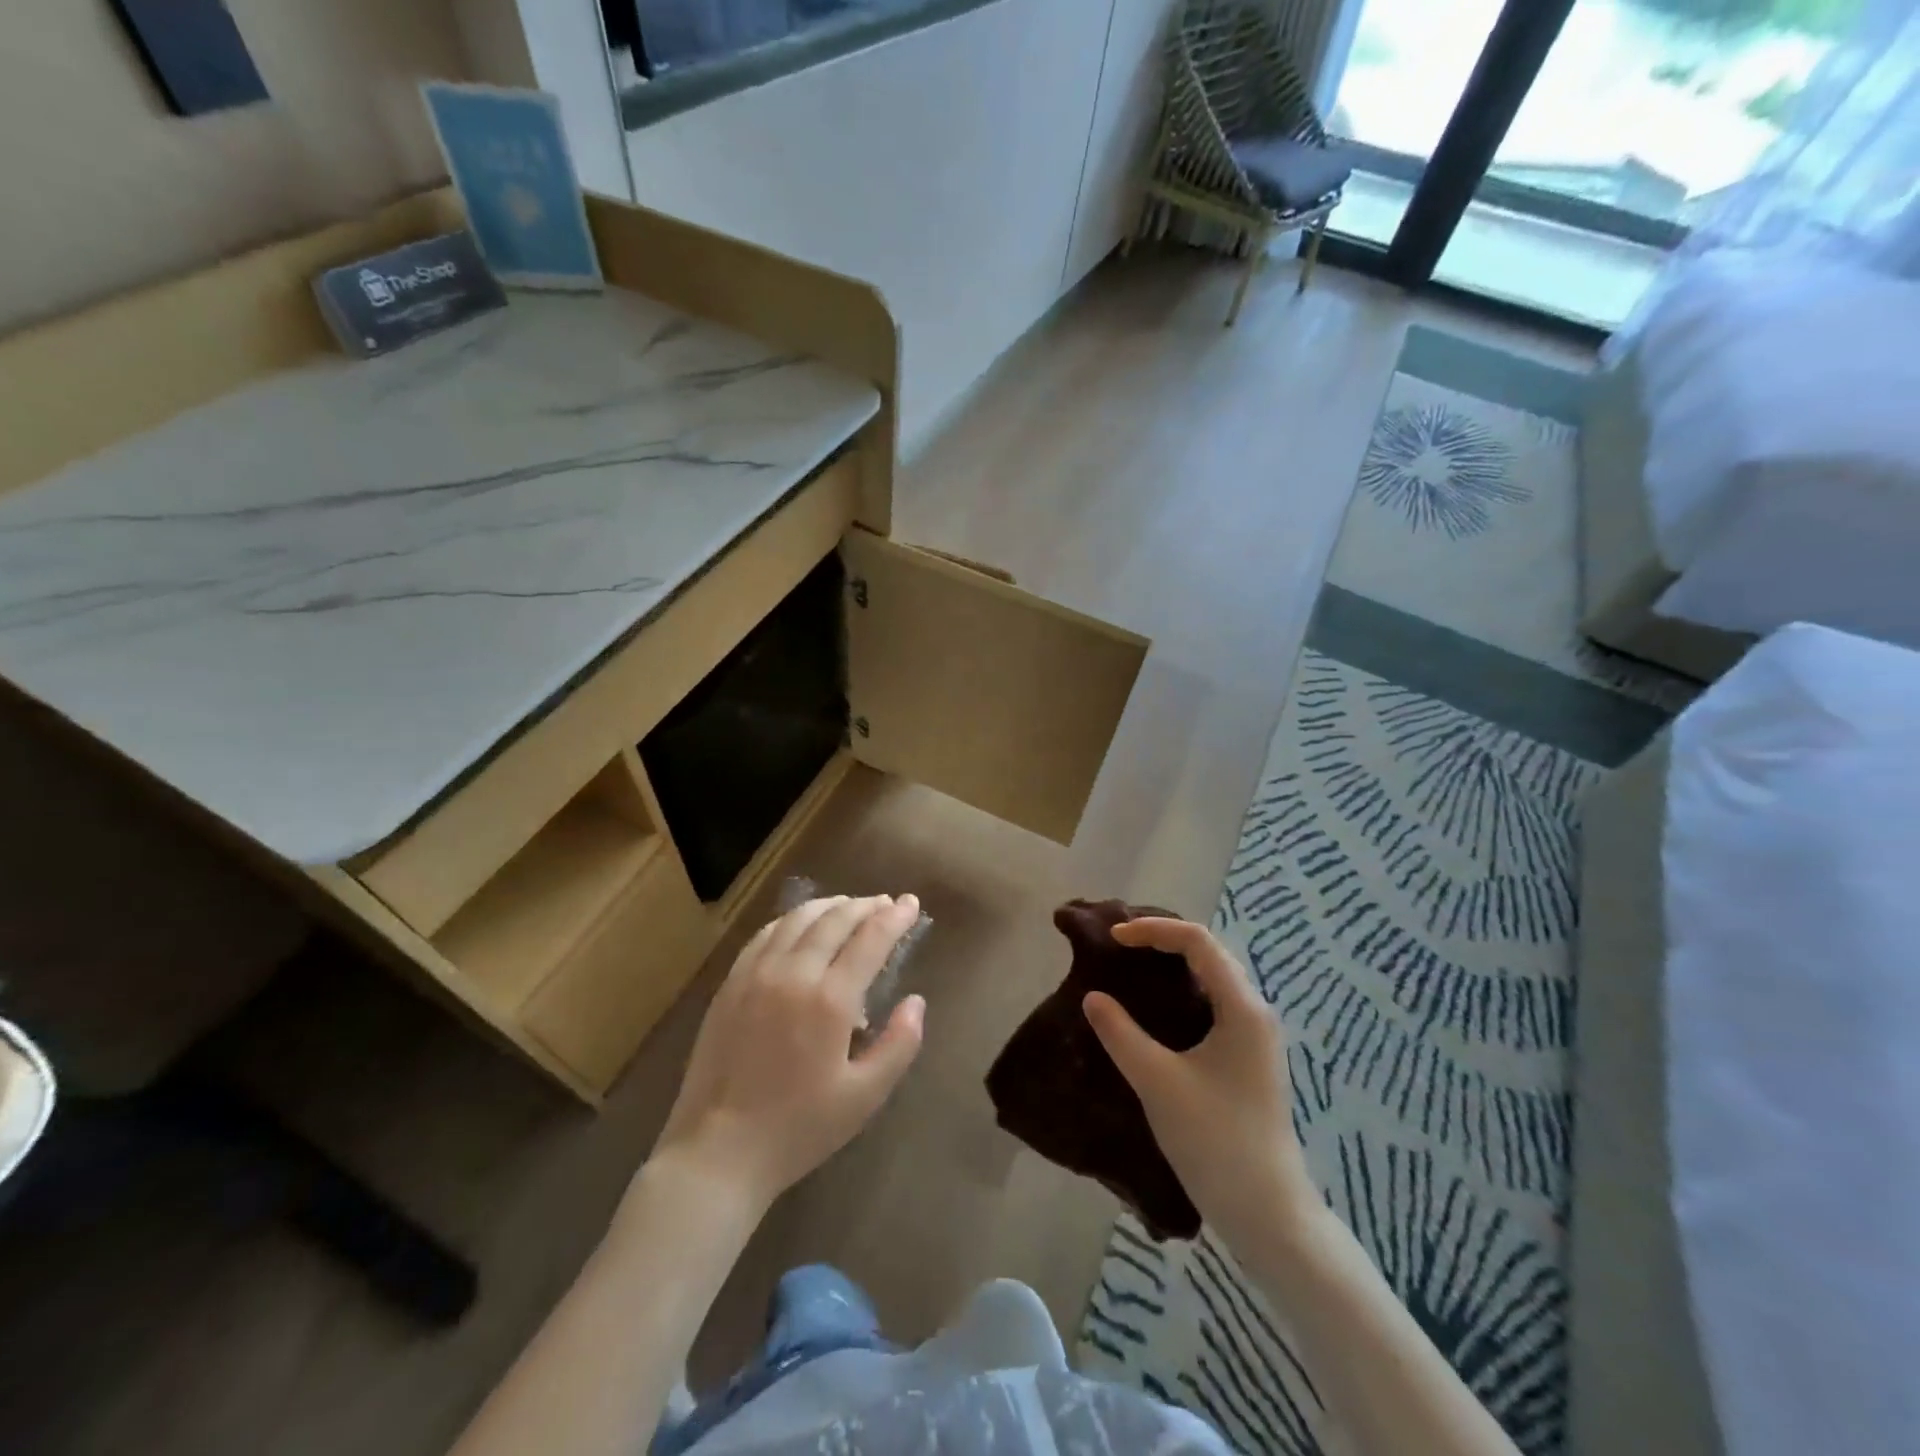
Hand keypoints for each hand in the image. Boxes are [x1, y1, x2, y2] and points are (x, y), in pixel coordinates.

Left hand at [651, 895, 925, 1212]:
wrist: (718, 1152)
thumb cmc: (798, 1128)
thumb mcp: (864, 1097)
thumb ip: (899, 1044)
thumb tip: (916, 1001)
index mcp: (830, 1000)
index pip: (870, 939)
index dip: (895, 917)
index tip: (911, 903)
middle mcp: (793, 974)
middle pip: (835, 920)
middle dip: (866, 906)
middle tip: (887, 903)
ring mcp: (755, 974)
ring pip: (797, 919)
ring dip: (830, 906)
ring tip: (850, 906)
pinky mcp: (730, 984)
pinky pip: (765, 934)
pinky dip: (792, 920)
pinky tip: (800, 925)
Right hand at [1082, 917, 1316, 1248]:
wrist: (1269, 1215)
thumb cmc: (1216, 1141)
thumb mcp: (1158, 1082)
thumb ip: (1121, 1034)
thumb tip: (1093, 997)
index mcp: (1242, 1008)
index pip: (1198, 942)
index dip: (1153, 930)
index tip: (1113, 938)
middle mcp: (1255, 1013)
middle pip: (1208, 954)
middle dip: (1163, 940)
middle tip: (1118, 946)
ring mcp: (1255, 1038)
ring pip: (1212, 980)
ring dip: (1173, 966)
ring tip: (1131, 968)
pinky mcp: (1248, 1060)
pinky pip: (1213, 1005)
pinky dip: (1181, 994)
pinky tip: (1155, 1012)